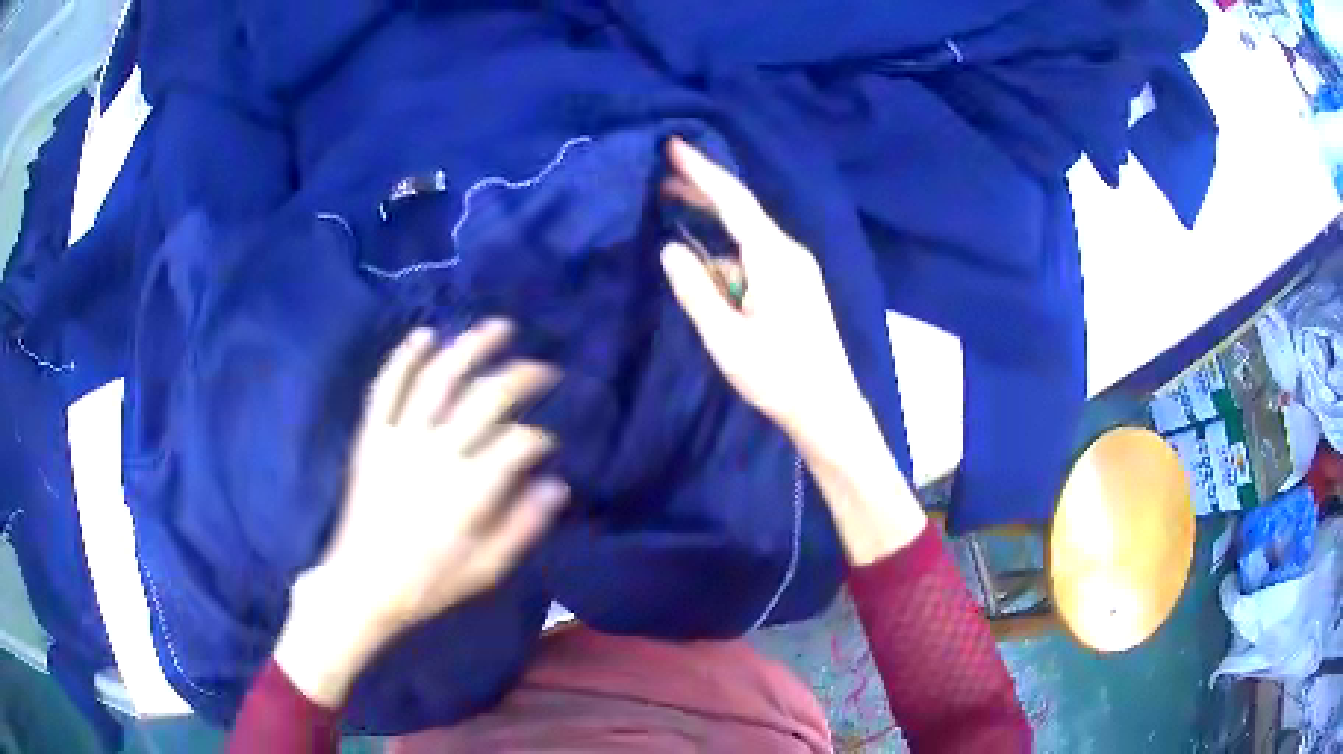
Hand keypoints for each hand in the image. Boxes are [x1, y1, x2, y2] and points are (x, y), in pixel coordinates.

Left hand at [275, 321, 568, 706]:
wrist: (363, 583)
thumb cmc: (429, 581)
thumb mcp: (487, 568)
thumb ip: (523, 525)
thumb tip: (556, 485)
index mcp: (470, 488)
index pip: (518, 441)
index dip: (539, 437)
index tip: (547, 443)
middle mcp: (438, 451)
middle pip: (487, 396)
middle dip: (522, 376)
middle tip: (543, 368)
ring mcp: (400, 437)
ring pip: (439, 377)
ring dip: (470, 347)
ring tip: (497, 328)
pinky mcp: (372, 435)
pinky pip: (387, 387)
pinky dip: (405, 357)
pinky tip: (425, 335)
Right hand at [660, 139, 926, 564]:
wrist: (828, 408)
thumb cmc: (778, 376)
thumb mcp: (726, 337)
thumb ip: (695, 289)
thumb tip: (669, 250)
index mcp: (773, 256)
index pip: (732, 200)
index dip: (701, 170)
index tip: (672, 144)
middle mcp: (788, 251)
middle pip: (741, 209)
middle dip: (702, 188)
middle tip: (661, 173)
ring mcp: (795, 267)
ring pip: (747, 231)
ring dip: (711, 218)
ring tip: (673, 204)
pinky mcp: (794, 284)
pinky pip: (754, 251)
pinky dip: (725, 243)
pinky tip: (704, 250)